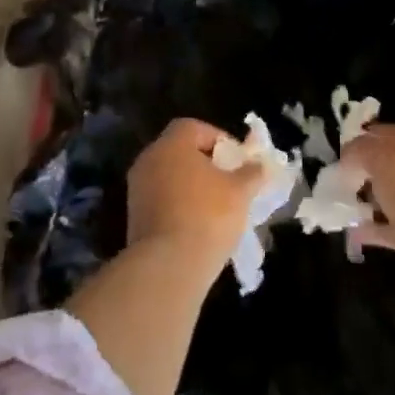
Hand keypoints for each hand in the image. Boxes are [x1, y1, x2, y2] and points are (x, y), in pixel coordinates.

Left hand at [127, 117, 270, 272]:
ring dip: (192, 187)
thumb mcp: (240, 191)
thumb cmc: (208, 216)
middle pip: (180, 152)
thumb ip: (252, 173)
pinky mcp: (134, 218)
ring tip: (218, 207)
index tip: (237, 160)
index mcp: (171, 144)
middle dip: (206, 164)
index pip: (193, 127)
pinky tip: (199, 226)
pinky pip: (162, 201)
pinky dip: (180, 207)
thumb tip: (259, 165)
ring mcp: (137, 190)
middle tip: (230, 182)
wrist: (168, 266)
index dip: (218, 139)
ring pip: (170, 178)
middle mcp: (149, 160)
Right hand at [342, 124, 394, 297]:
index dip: (370, 138)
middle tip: (343, 177)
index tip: (345, 150)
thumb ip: (362, 150)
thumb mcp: (384, 159)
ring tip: (346, 204)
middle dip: (370, 170)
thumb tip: (351, 157)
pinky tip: (355, 231)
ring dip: (373, 200)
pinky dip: (376, 229)